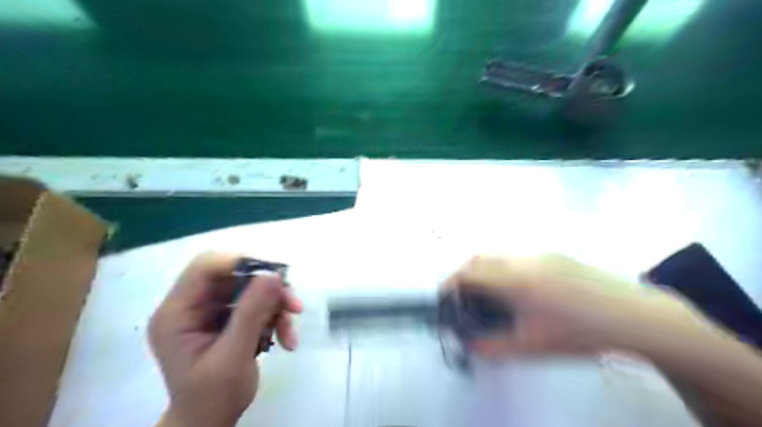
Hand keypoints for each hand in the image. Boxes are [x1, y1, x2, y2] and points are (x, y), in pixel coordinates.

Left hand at [148, 253, 303, 426]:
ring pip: (252, 289)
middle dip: (268, 290)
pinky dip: (276, 318)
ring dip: (277, 307)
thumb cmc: (212, 397)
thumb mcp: (233, 357)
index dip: (239, 263)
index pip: (205, 267)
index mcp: (177, 312)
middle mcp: (193, 305)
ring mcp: (212, 311)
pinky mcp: (229, 318)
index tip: (274, 276)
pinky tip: (286, 340)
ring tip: (290, 332)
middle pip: (235, 275)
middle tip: (293, 305)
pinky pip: (259, 304)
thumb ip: (251, 313)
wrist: (211, 422)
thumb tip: (273, 275)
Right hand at [448, 255, 714, 358]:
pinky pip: (519, 259)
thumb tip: (469, 344)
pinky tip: (524, 292)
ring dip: (487, 273)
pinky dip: (506, 271)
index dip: (451, 284)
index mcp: (514, 280)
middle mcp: (522, 260)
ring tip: (493, 298)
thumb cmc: (578, 333)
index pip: (468, 273)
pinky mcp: (555, 255)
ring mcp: (540, 254)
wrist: (632, 316)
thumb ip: (493, 347)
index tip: (445, 298)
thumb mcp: (532, 347)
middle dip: (465, 276)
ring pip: (500, 258)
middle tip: (465, 299)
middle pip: (480, 260)